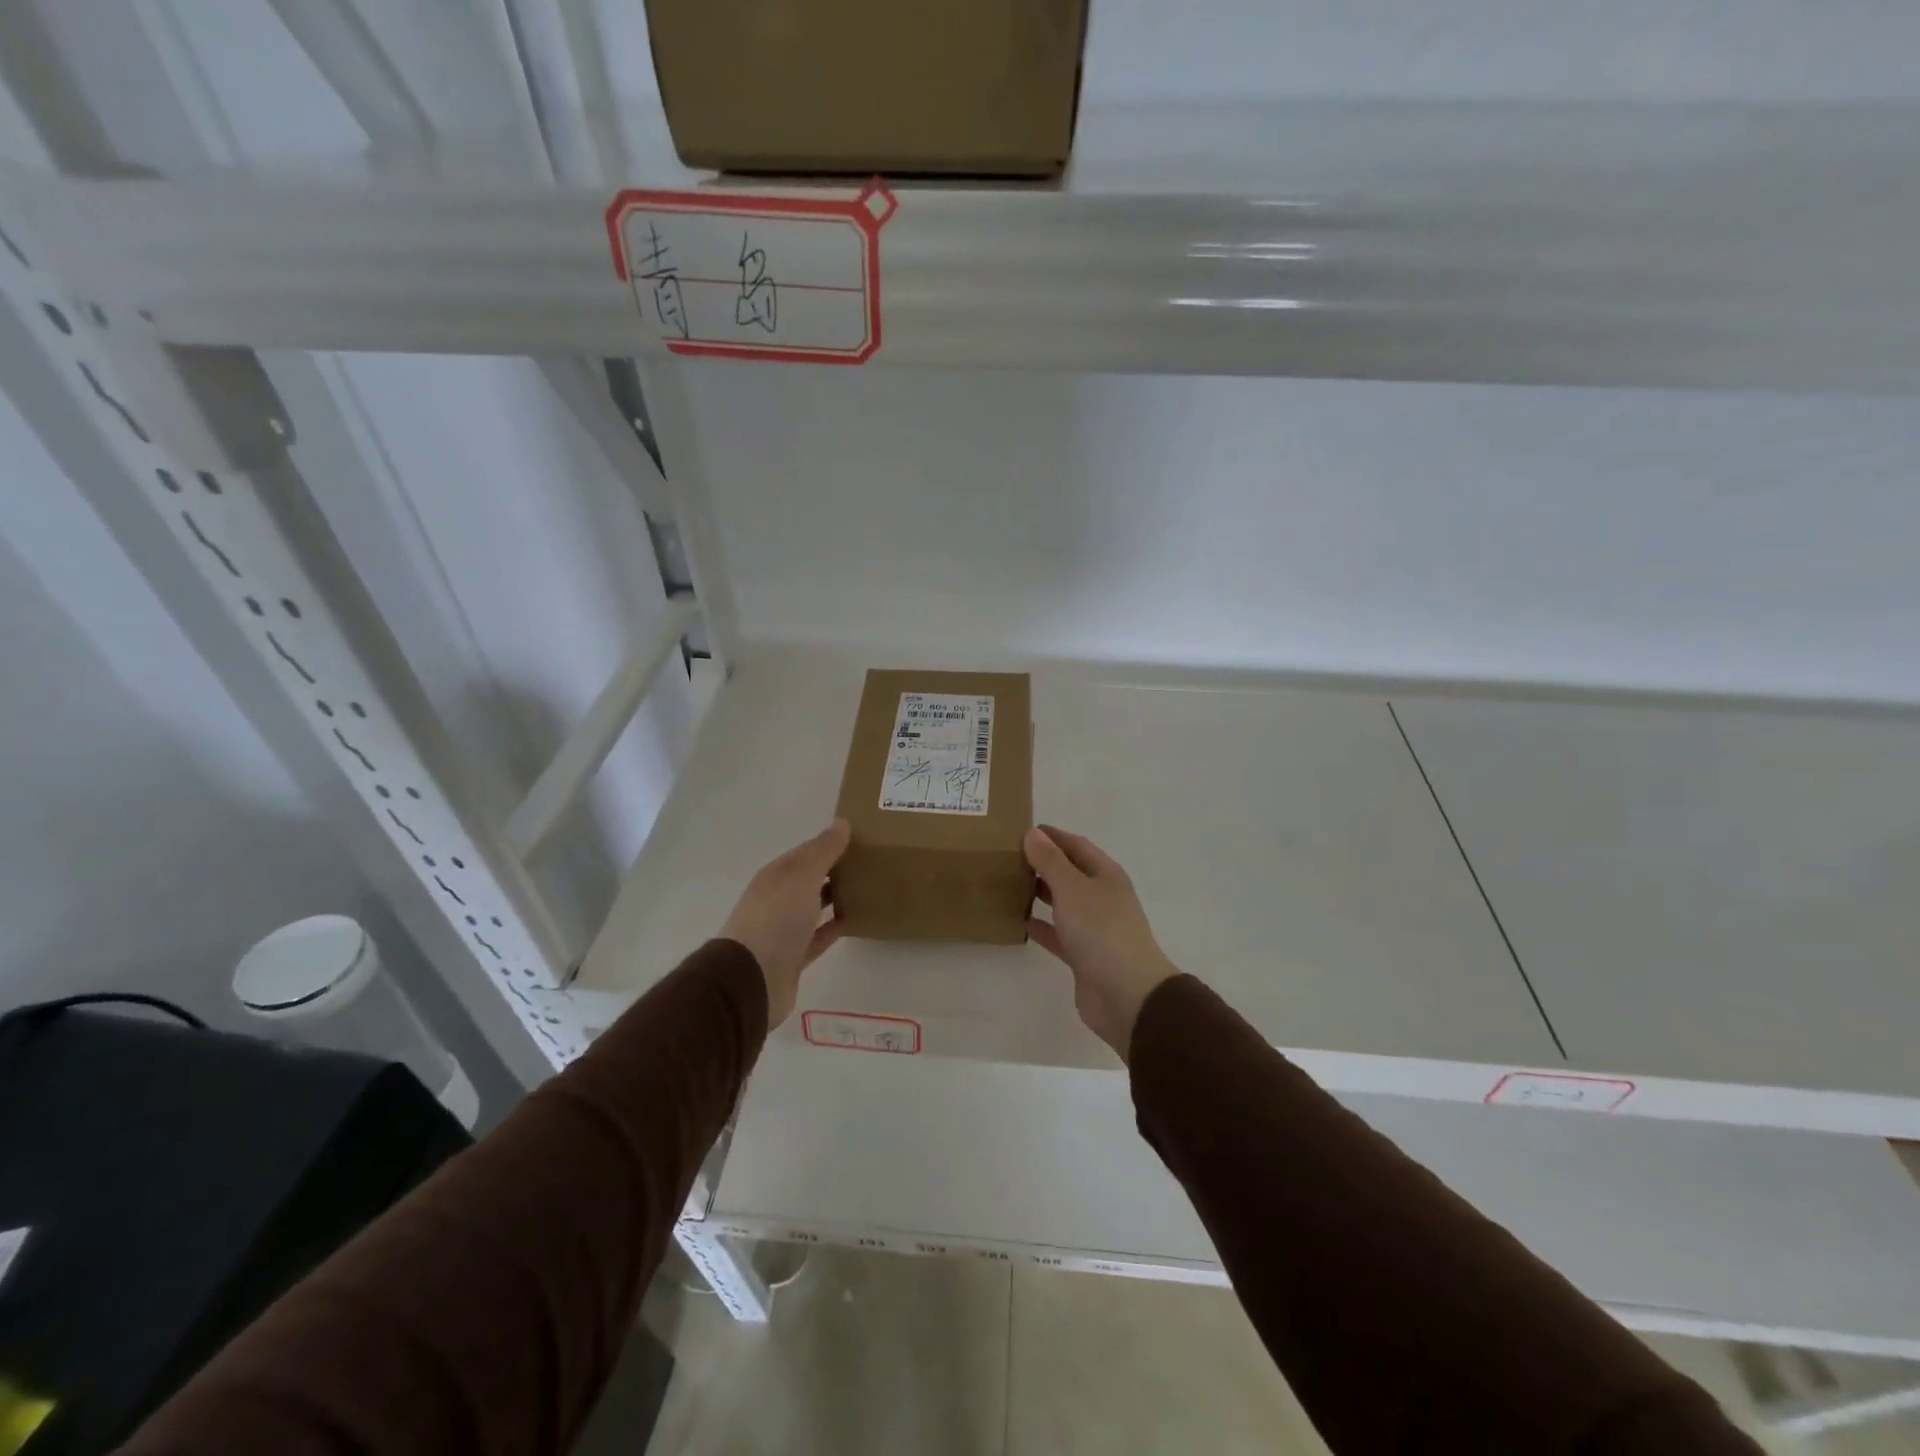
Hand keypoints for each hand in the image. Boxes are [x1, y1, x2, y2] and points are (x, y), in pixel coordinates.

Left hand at [720, 820, 850, 1027]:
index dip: (830, 843)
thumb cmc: (776, 919)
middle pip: (809, 879)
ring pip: (814, 907)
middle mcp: (777, 899)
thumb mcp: (801, 877)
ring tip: (867, 887)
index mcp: (775, 876)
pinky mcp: (794, 957)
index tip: (860, 838)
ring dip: (835, 897)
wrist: (751, 979)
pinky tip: (856, 920)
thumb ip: (823, 851)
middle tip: (870, 862)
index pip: (806, 853)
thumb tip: (841, 823)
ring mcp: (784, 930)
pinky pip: (819, 936)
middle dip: (834, 870)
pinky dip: (835, 927)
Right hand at [1024, 825, 1179, 1061]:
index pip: (1076, 845)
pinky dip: (1041, 926)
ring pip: (1063, 902)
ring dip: (1040, 893)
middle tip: (1007, 857)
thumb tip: (1033, 833)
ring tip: (1008, 885)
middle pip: (1069, 872)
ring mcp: (1094, 927)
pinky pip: (1059, 933)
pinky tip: (1020, 922)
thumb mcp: (1072, 889)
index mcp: (1105, 875)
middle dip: (1042, 863)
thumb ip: (1050, 861)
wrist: (1127, 995)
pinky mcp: (1084, 955)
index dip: (1051, 836)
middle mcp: (1102, 897)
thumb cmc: (1101, 931)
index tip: (1020, 830)